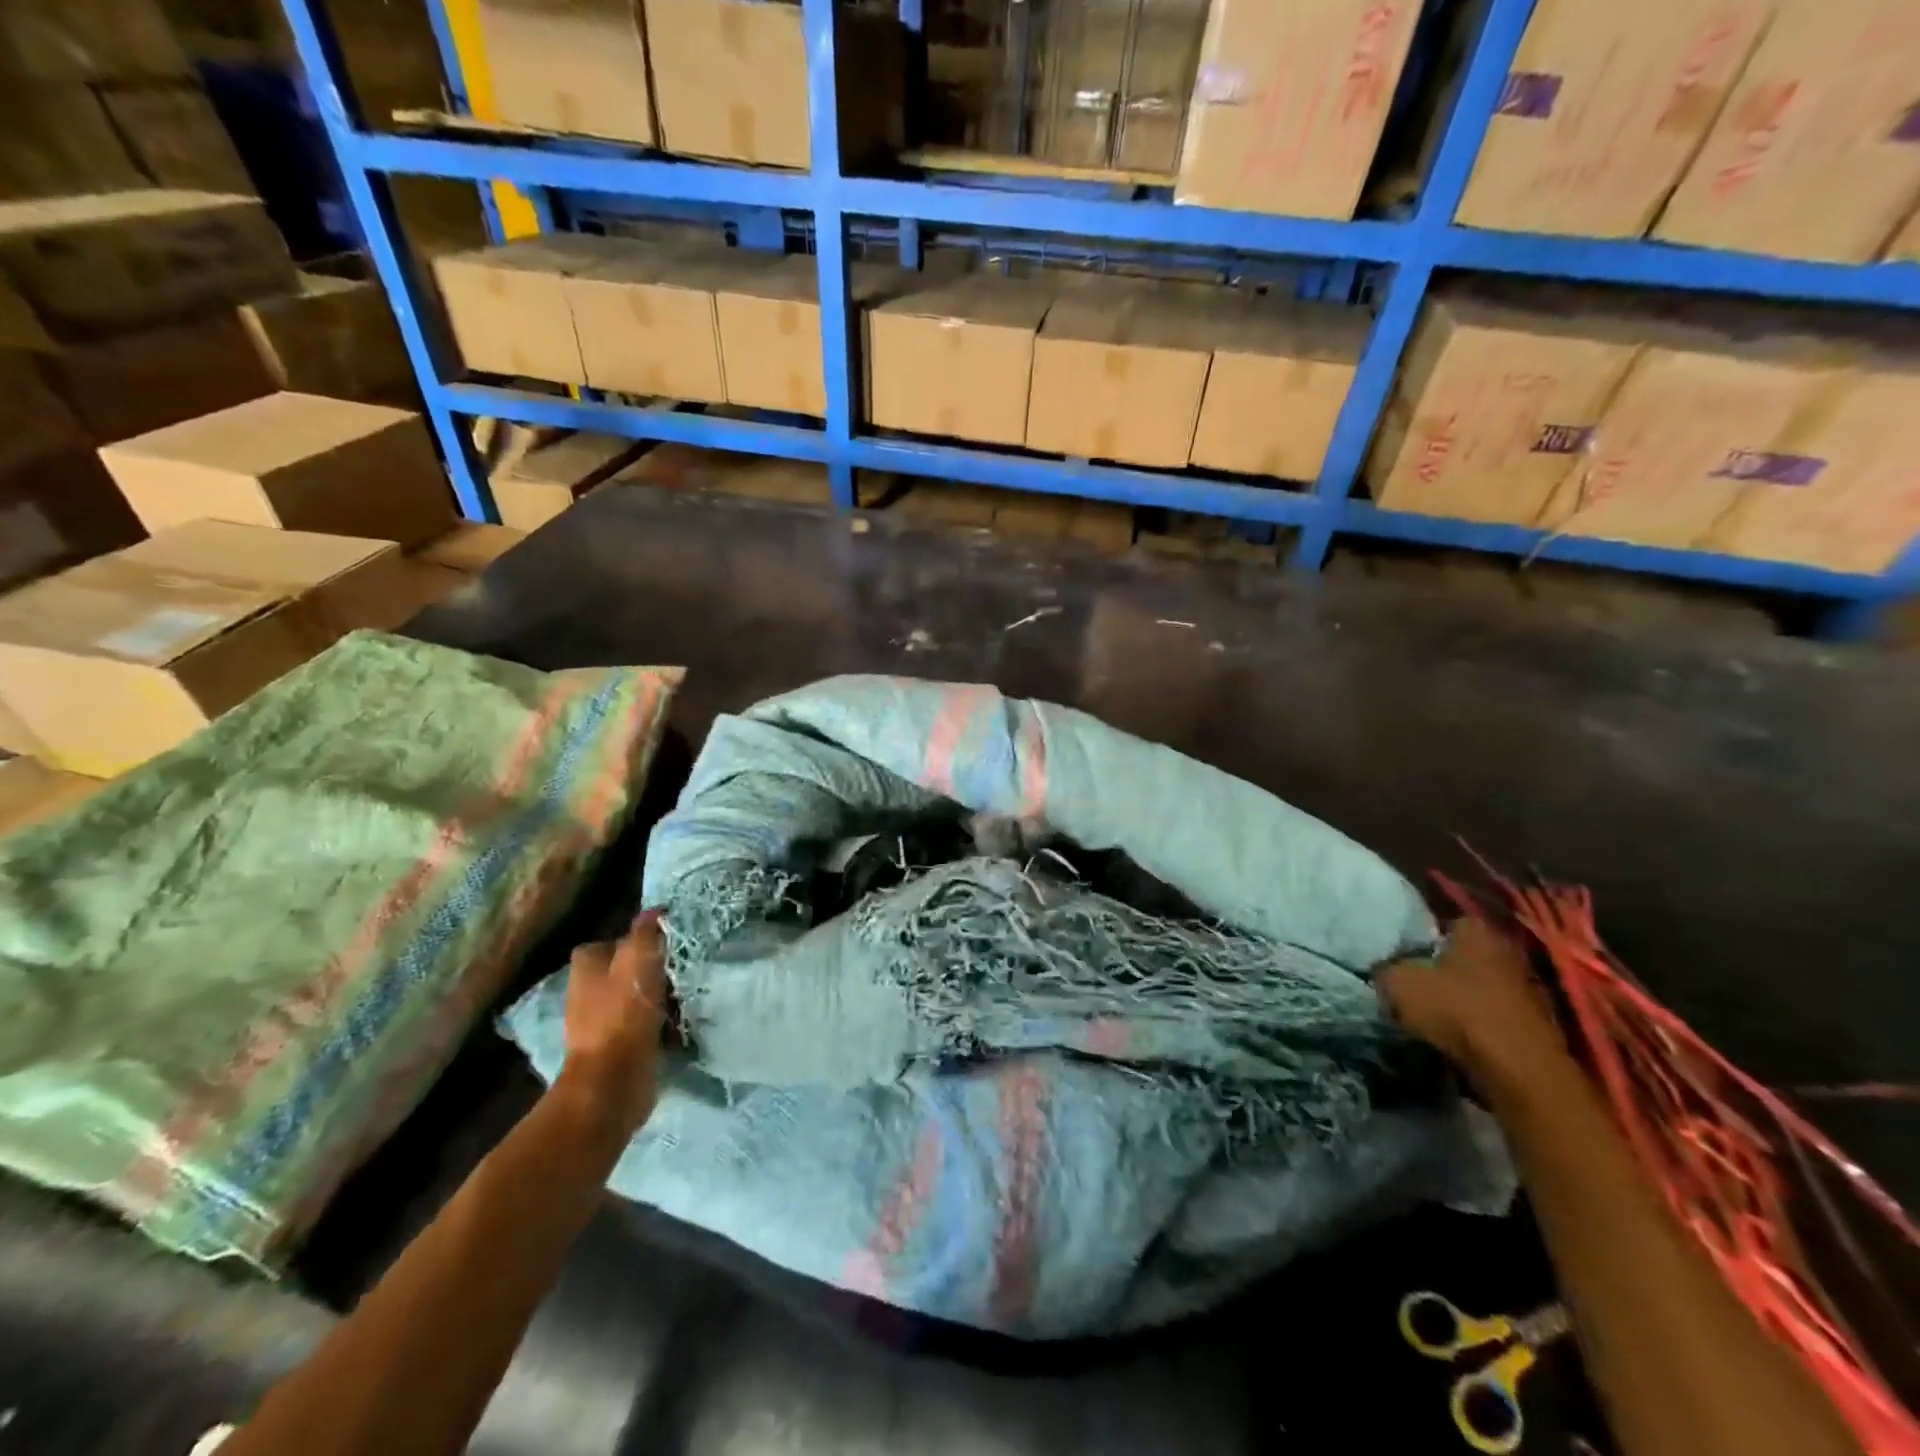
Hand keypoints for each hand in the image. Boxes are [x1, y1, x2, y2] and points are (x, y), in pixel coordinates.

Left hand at [560, 912, 670, 1137]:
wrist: (613, 1083)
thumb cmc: (623, 1014)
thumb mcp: (639, 959)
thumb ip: (646, 932)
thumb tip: (655, 911)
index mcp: (586, 966)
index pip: (615, 940)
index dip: (641, 938)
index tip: (669, 942)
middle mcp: (589, 991)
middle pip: (629, 968)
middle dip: (654, 968)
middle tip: (684, 966)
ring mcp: (602, 1021)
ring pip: (640, 996)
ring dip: (662, 996)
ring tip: (689, 992)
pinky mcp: (619, 1048)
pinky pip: (646, 1024)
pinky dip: (663, 1022)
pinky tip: (682, 1021)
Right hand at [1377, 915, 1566, 1086]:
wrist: (1517, 1068)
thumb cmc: (1455, 1009)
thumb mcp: (1397, 983)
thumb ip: (1385, 969)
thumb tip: (1384, 970)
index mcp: (1476, 929)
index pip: (1443, 923)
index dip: (1420, 939)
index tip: (1403, 957)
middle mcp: (1507, 950)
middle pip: (1464, 955)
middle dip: (1442, 969)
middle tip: (1415, 985)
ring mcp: (1528, 987)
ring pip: (1481, 986)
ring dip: (1462, 999)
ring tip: (1433, 1016)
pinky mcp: (1538, 1024)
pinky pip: (1495, 1015)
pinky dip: (1479, 1023)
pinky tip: (1459, 1037)